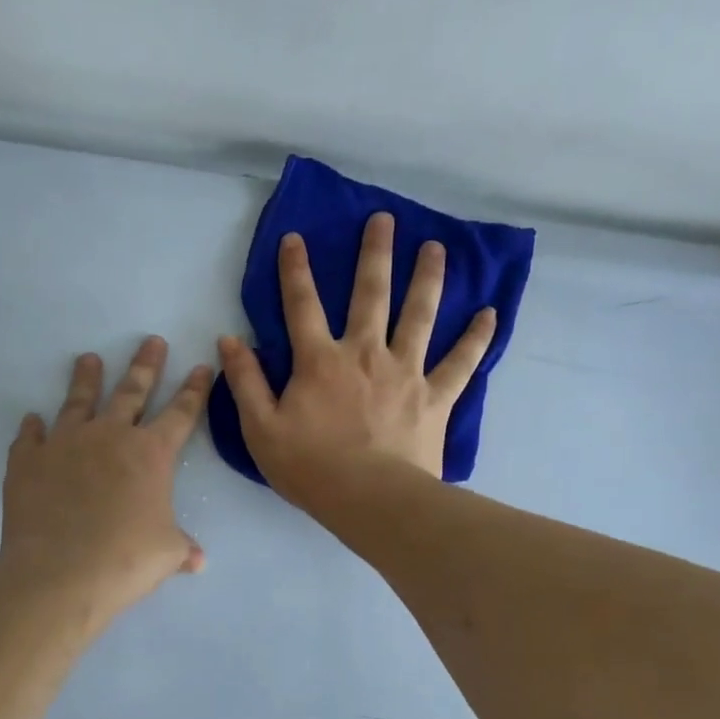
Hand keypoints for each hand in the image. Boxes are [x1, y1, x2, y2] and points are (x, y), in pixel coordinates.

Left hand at [0, 337, 210, 618]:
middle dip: (145, 366)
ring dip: (86, 379)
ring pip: (79, 401)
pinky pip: (30, 437)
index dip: (194, 390)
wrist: (60, 573)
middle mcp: (109, 436)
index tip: (201, 366)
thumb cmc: (125, 560)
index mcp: (150, 454)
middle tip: (152, 341)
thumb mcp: (165, 554)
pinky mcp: (28, 460)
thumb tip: (198, 561)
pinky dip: (33, 428)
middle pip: (131, 392)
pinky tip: (32, 420)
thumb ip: (182, 548)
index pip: (180, 413)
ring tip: (88, 359)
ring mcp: (65, 443)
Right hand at [217, 211, 495, 504]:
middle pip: (370, 294)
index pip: (301, 305)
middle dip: (375, 254)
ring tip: (436, 247)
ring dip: (427, 278)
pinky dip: (476, 338)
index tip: (295, 238)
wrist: (371, 500)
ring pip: (419, 315)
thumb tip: (229, 340)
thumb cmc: (310, 468)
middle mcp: (365, 353)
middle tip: (384, 219)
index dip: (295, 270)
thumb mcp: (260, 428)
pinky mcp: (436, 396)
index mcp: (319, 361)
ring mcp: (406, 372)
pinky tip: (490, 313)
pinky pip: (461, 362)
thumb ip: (245, 381)